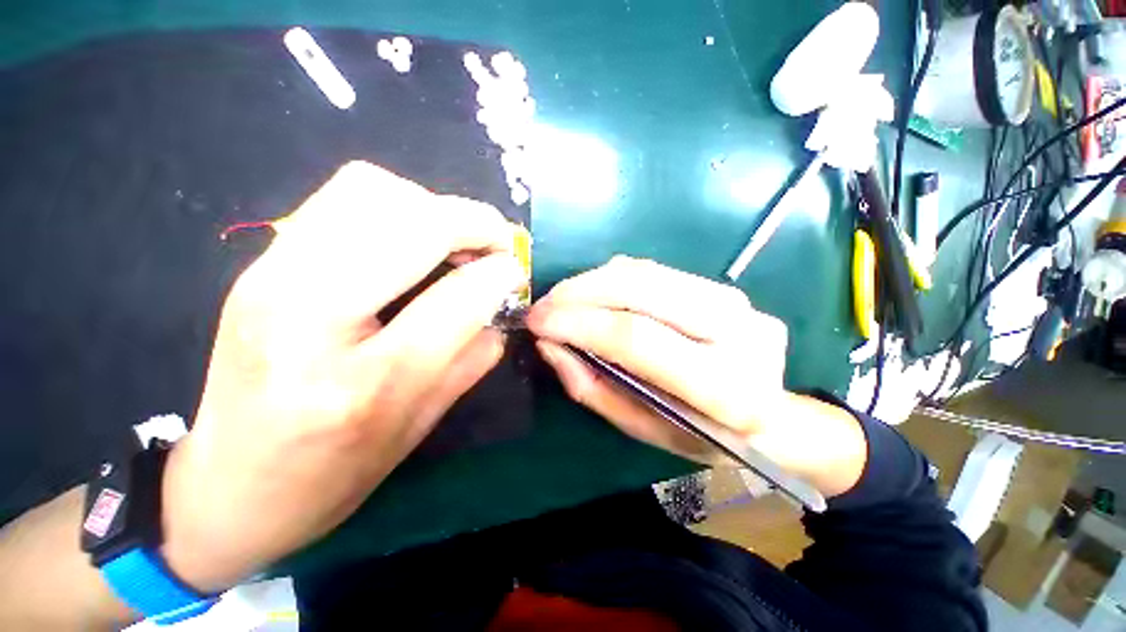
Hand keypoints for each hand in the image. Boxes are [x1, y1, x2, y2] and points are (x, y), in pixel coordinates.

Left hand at [160, 162, 525, 591]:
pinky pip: (343, 198)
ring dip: (434, 209)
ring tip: (453, 243)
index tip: (515, 272)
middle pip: (412, 223)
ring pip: (373, 191)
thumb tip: (503, 301)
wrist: (228, 487)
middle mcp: (308, 318)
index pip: (456, 299)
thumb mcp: (422, 426)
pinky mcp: (259, 263)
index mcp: (365, 384)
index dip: (500, 273)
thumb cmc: (333, 475)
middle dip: (475, 223)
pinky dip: (397, 205)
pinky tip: (410, 242)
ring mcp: (270, 278)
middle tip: (496, 247)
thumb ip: (474, 357)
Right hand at [527, 256, 865, 497]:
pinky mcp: (725, 287)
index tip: (538, 322)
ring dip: (592, 281)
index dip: (578, 324)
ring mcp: (737, 301)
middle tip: (543, 305)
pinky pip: (655, 270)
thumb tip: (549, 344)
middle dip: (579, 292)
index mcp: (724, 388)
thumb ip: (591, 386)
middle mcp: (738, 333)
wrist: (770, 417)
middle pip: (639, 291)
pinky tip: (593, 292)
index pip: (635, 338)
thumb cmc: (700, 434)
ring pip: (645, 273)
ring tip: (561, 298)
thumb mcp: (640, 427)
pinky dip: (614, 277)